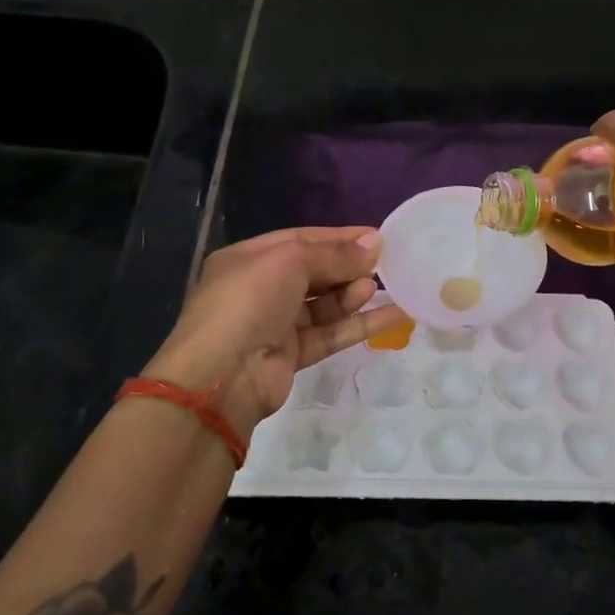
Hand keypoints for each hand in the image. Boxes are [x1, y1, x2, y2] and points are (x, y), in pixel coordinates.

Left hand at [145, 226, 407, 439]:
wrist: (221, 376)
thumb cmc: (248, 302)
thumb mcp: (289, 263)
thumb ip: (334, 255)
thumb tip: (375, 242)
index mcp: (248, 259)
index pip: (300, 240)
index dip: (338, 238)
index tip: (377, 237)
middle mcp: (260, 289)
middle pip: (314, 271)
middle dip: (347, 266)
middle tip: (384, 263)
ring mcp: (275, 324)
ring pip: (324, 305)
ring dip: (353, 294)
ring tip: (379, 288)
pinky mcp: (292, 355)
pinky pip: (331, 333)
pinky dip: (359, 325)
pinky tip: (393, 315)